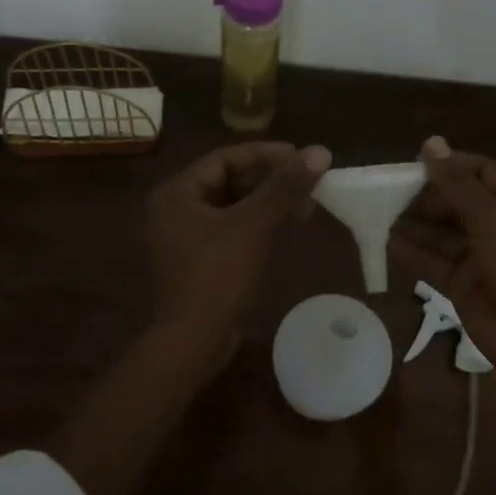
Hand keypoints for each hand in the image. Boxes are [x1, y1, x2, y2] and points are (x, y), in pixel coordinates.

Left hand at [145, 141, 331, 333]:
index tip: (300, 157)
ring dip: (269, 201)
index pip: (224, 158)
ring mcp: (185, 237)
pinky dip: (260, 223)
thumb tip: (320, 152)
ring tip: (307, 203)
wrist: (193, 342)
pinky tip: (288, 223)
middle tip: (308, 181)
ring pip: (234, 205)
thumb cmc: (218, 276)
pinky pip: (233, 228)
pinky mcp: (199, 260)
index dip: (265, 154)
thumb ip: (285, 187)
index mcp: (176, 193)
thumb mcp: (254, 225)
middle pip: (229, 180)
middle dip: (271, 180)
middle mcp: (175, 209)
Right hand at [391, 136, 495, 368]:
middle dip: (428, 196)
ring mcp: (479, 258)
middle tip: (396, 194)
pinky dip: (412, 253)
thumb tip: (431, 143)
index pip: (482, 172)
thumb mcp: (490, 218)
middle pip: (458, 202)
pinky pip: (433, 263)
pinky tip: (388, 244)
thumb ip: (457, 184)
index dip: (452, 164)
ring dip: (415, 224)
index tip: (418, 163)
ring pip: (442, 233)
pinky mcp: (462, 285)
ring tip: (383, 216)